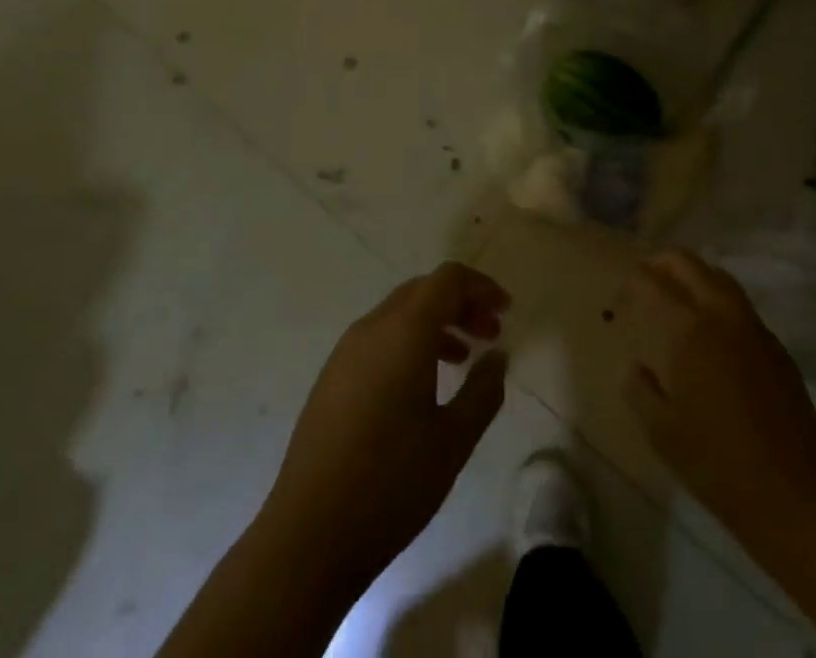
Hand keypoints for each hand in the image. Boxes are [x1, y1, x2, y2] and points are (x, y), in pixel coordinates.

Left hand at [257, 261, 511, 592]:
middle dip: (461, 303)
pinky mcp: (331, 377)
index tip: (506, 310)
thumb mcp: (454, 441)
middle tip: (490, 334)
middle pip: (423, 291)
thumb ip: (483, 391)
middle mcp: (372, 328)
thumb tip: (497, 356)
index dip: (481, 286)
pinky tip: (422, 386)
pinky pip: (379, 338)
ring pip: (400, 314)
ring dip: (436, 323)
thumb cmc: (391, 484)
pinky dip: (410, 343)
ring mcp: (346, 351)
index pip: (447, 280)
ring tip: (463, 359)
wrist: (308, 535)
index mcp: (404, 331)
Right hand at [622, 249, 815, 535]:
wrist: (795, 498)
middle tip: (643, 285)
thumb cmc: (717, 465)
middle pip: (685, 262)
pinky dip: (717, 301)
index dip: (630, 283)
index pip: (650, 280)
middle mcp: (720, 313)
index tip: (619, 302)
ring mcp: (753, 326)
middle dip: (659, 264)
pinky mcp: (776, 345)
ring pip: (717, 275)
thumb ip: (639, 388)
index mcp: (687, 329)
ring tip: (676, 300)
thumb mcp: (661, 432)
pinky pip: (740, 304)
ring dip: (692, 276)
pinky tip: (712, 334)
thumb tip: (636, 366)